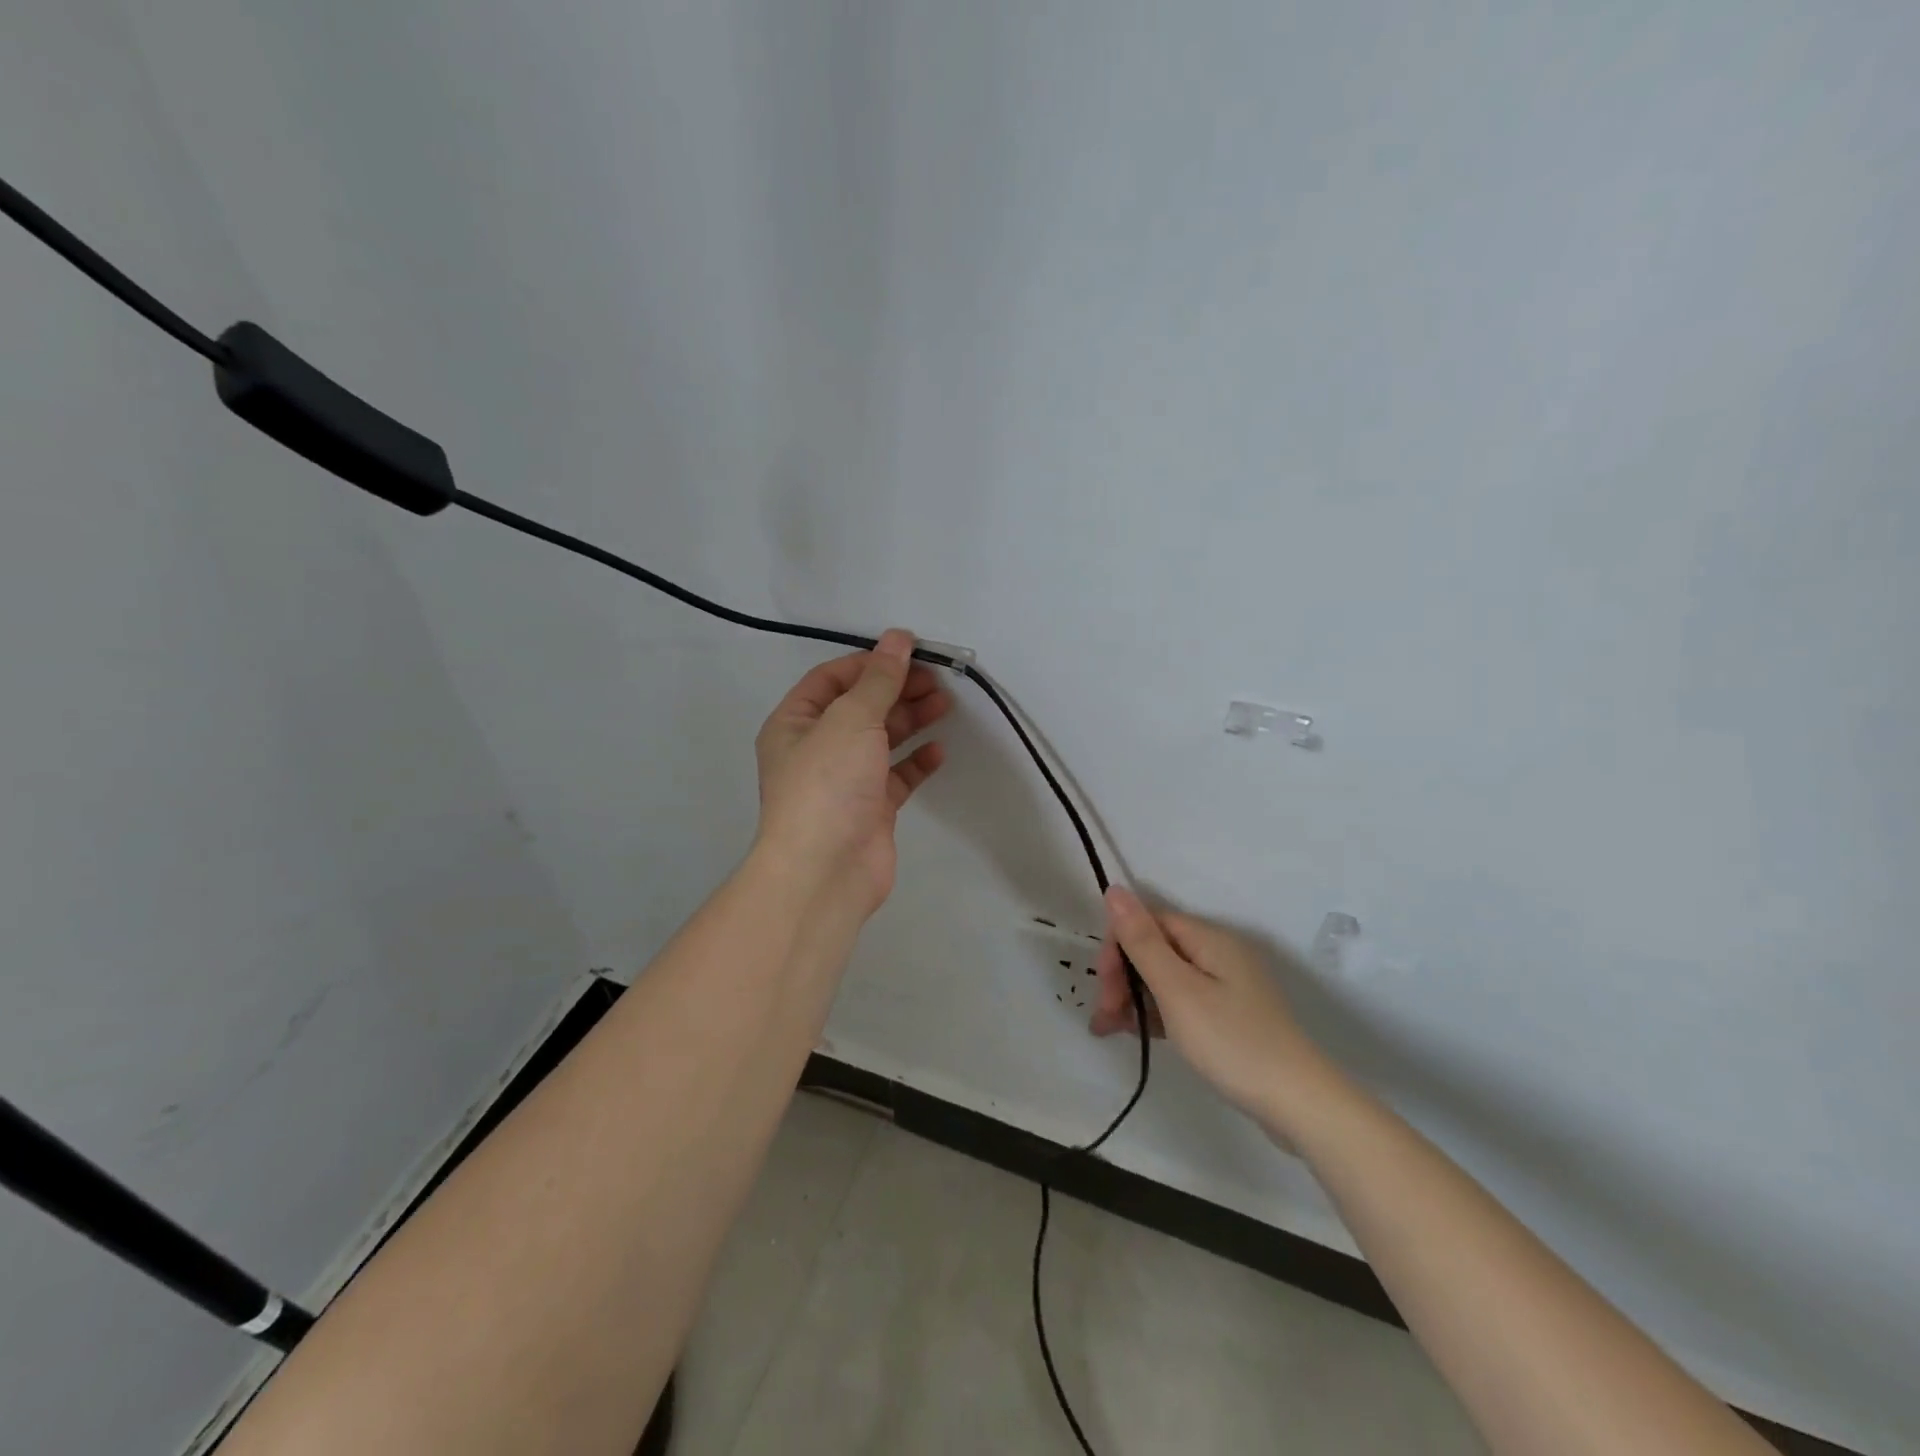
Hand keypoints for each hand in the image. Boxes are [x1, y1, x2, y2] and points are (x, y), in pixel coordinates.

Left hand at [753, 629, 951, 917]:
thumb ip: (878, 679)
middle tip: (936, 680)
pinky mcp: (871, 808)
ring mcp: (845, 780)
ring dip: (911, 720)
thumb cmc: (828, 783)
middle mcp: (817, 748)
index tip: (910, 653)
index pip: (832, 678)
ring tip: (945, 705)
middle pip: (861, 707)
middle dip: (897, 690)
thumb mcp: (851, 719)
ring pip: (882, 740)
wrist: (826, 870)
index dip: (869, 663)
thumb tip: (898, 637)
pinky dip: (917, 761)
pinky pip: (897, 776)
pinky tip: (938, 751)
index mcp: (795, 723)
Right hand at [1091, 887, 1339, 1138]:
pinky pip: (1183, 1000)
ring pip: (1166, 977)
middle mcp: (1218, 953)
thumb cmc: (1231, 1042)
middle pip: (1155, 949)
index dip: (1118, 948)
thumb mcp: (1177, 990)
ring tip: (1112, 1031)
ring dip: (1135, 998)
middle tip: (1105, 1019)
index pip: (1148, 922)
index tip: (1104, 989)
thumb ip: (1142, 940)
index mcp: (1208, 938)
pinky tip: (1141, 1034)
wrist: (1299, 1105)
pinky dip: (1158, 1013)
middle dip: (1123, 977)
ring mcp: (1227, 985)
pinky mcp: (1231, 1014)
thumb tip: (1114, 889)